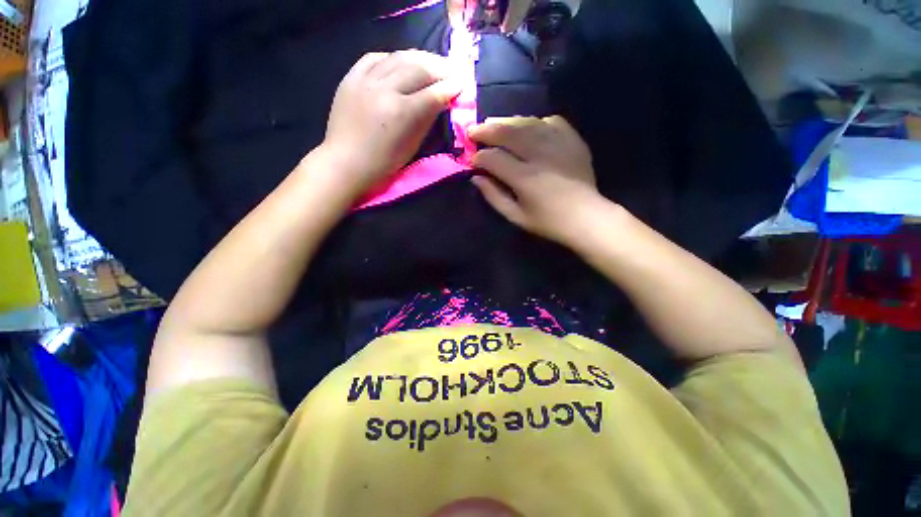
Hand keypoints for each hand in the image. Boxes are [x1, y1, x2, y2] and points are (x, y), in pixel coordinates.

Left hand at [321, 50, 462, 196]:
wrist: (346, 162)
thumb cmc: (384, 163)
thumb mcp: (412, 146)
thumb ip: (427, 120)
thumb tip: (440, 101)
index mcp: (402, 113)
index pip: (433, 94)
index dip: (451, 87)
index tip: (462, 84)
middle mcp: (385, 90)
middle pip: (418, 69)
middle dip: (440, 68)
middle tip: (453, 70)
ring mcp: (365, 80)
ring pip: (398, 57)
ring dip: (420, 58)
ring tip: (433, 61)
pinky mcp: (351, 77)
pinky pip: (375, 57)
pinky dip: (393, 58)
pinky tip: (401, 62)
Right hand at [468, 116, 603, 244]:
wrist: (586, 216)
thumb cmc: (548, 222)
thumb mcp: (516, 216)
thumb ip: (494, 196)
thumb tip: (476, 178)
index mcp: (525, 178)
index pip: (494, 158)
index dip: (478, 158)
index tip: (472, 161)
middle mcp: (540, 155)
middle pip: (508, 133)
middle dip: (486, 130)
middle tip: (473, 132)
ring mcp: (558, 144)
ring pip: (527, 122)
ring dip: (506, 121)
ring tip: (493, 124)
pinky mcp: (572, 140)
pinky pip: (550, 121)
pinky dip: (534, 122)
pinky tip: (527, 128)